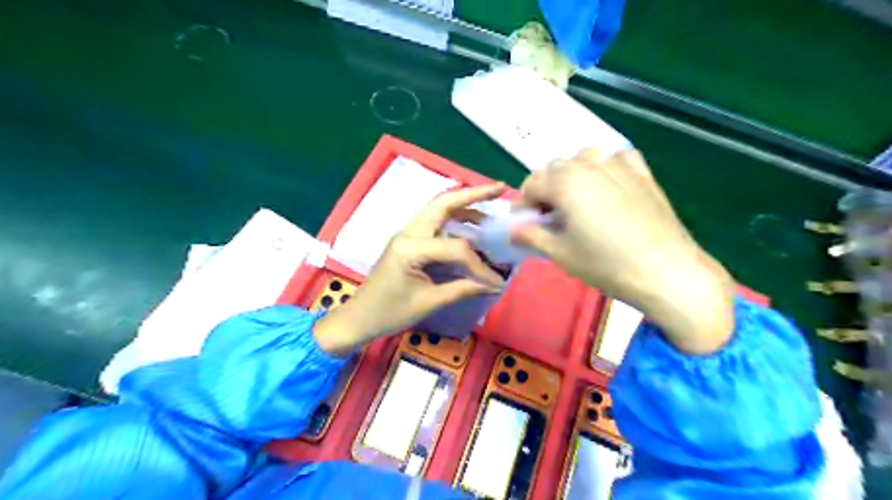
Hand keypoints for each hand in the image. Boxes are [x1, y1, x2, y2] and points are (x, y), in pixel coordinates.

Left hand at [313, 184, 507, 354]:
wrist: (360, 317)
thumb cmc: (391, 312)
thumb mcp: (429, 302)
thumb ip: (463, 288)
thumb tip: (495, 284)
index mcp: (411, 248)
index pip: (456, 248)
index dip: (480, 266)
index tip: (497, 282)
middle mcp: (408, 232)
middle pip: (444, 203)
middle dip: (474, 194)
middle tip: (501, 188)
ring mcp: (407, 233)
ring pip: (438, 207)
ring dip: (464, 203)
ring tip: (490, 204)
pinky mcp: (408, 239)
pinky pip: (434, 220)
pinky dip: (454, 216)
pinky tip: (470, 223)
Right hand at [512, 148, 734, 355]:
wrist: (666, 272)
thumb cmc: (605, 264)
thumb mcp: (560, 253)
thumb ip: (531, 236)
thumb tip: (513, 230)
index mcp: (565, 181)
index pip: (531, 184)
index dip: (524, 204)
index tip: (525, 224)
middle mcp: (589, 165)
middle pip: (555, 168)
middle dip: (546, 190)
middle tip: (550, 218)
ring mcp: (619, 165)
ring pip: (584, 159)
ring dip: (572, 175)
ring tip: (577, 202)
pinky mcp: (643, 173)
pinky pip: (617, 158)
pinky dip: (607, 167)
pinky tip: (609, 187)